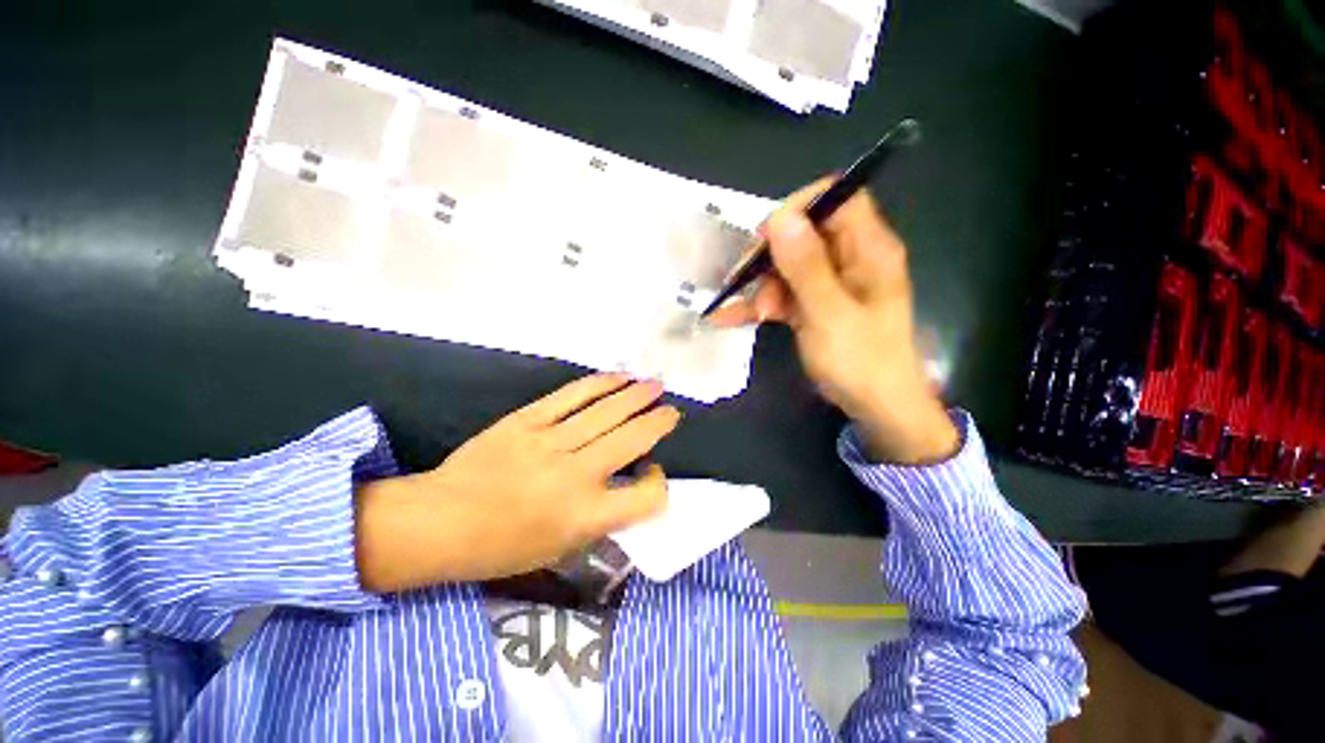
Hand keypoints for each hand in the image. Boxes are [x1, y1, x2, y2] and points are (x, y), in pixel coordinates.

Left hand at [355, 374, 678, 591]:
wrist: (439, 522)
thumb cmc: (502, 547)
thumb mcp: (561, 549)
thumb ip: (602, 518)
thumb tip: (628, 484)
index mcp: (583, 518)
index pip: (645, 497)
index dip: (658, 483)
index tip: (652, 472)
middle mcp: (573, 477)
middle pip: (631, 440)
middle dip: (658, 423)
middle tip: (672, 411)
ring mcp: (548, 443)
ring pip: (605, 412)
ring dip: (636, 396)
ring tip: (655, 385)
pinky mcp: (526, 421)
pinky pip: (571, 396)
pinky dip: (599, 384)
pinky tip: (618, 376)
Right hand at [709, 180, 957, 463]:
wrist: (876, 408)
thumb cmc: (861, 361)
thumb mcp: (829, 313)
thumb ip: (806, 266)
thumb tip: (781, 217)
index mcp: (868, 249)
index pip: (838, 198)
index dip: (800, 207)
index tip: (766, 234)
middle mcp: (850, 259)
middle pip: (805, 234)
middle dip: (771, 256)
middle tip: (747, 279)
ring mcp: (830, 284)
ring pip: (788, 266)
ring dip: (763, 286)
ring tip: (755, 313)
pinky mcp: (815, 306)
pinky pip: (784, 295)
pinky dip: (760, 305)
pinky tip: (727, 317)